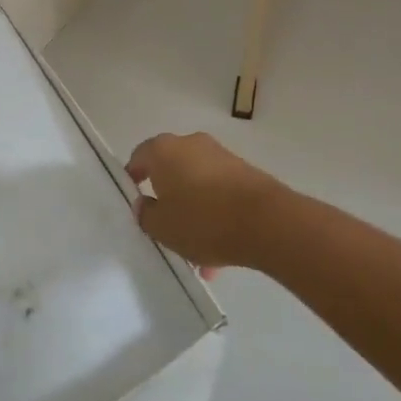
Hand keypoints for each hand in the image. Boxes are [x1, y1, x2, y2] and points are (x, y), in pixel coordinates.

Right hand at [125, 132, 285, 272]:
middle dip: (167, 199)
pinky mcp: (245, 172)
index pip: (139, 156)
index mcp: (164, 151)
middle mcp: (191, 144)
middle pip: (171, 170)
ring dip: (193, 213)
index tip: (133, 198)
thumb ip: (146, 215)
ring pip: (197, 185)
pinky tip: (220, 252)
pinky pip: (220, 193)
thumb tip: (144, 203)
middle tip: (164, 227)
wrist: (267, 221)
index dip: (133, 177)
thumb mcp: (162, 227)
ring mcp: (221, 156)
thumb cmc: (203, 220)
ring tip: (197, 255)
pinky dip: (215, 215)